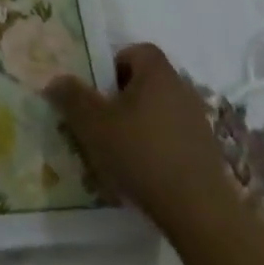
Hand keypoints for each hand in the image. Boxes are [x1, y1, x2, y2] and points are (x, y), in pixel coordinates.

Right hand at [45, 43, 236, 236]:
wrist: (200, 213)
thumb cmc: (142, 154)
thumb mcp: (93, 124)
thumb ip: (71, 97)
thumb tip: (56, 80)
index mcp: (157, 72)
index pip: (134, 51)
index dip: (113, 65)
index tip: (98, 91)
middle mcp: (182, 88)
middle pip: (146, 82)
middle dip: (122, 98)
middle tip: (102, 122)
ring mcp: (198, 122)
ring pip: (159, 112)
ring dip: (140, 125)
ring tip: (119, 152)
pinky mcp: (207, 154)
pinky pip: (174, 138)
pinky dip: (157, 148)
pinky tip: (144, 174)